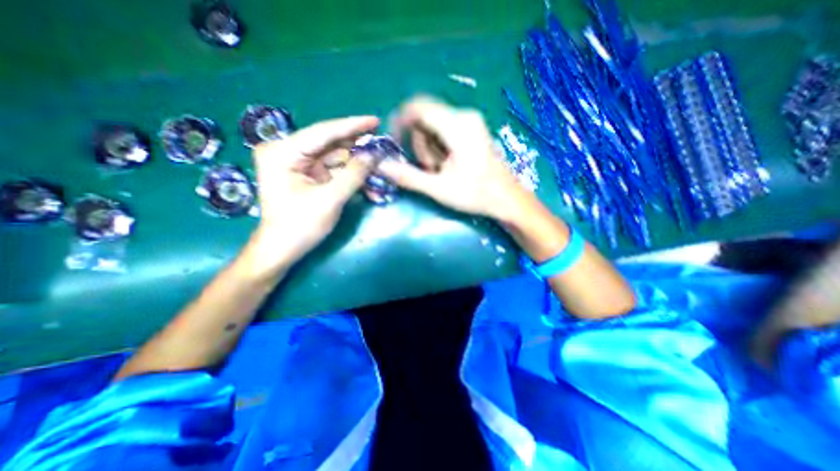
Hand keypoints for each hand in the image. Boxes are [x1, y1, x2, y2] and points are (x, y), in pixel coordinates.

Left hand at [247, 114, 380, 276]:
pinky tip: (366, 176)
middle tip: (381, 144)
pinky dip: (349, 173)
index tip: (375, 120)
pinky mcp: (306, 174)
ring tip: (379, 161)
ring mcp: (296, 163)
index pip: (323, 132)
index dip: (352, 126)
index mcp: (283, 152)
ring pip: (333, 157)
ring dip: (356, 162)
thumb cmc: (300, 226)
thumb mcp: (330, 199)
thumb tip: (374, 154)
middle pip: (329, 143)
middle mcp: (287, 152)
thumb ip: (354, 174)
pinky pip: (331, 169)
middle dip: (356, 146)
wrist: (282, 249)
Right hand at [379, 95, 530, 222]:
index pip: (418, 107)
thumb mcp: (439, 188)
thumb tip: (380, 166)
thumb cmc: (476, 195)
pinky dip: (438, 147)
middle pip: (425, 118)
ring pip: (433, 125)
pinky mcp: (472, 130)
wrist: (507, 199)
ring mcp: (470, 122)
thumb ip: (408, 176)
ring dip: (429, 148)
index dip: (400, 121)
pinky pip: (444, 130)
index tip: (394, 142)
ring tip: (440, 170)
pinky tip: (446, 164)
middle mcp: (464, 116)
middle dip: (419, 144)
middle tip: (429, 169)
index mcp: (458, 125)